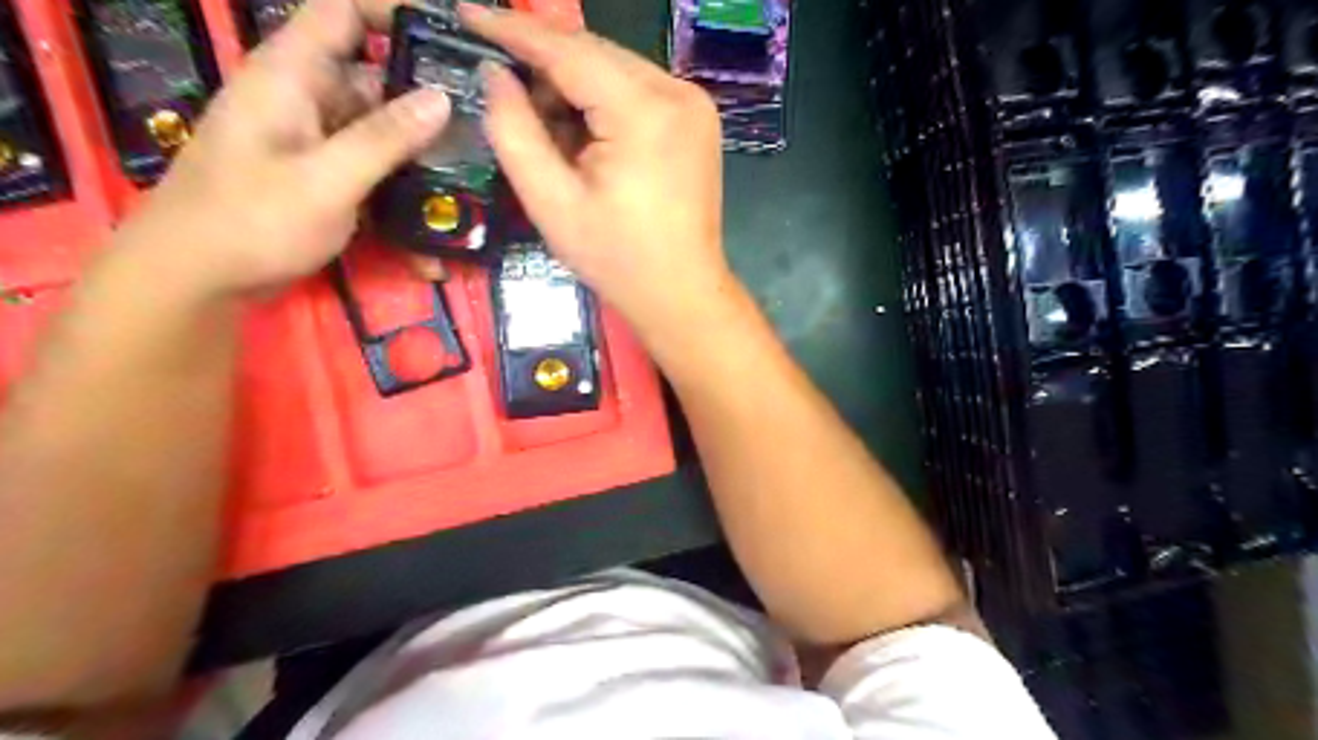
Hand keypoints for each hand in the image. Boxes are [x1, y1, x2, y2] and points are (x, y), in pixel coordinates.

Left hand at [106, 0, 447, 299]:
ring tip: (473, 179)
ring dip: (420, 158)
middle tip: (484, 130)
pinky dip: (400, 195)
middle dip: (427, 103)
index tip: (450, 39)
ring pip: (380, 133)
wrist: (196, 280)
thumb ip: (384, 138)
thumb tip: (441, 97)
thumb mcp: (326, 180)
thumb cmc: (252, 221)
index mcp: (292, 76)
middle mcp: (306, 100)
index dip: (392, 13)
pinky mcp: (324, 178)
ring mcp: (315, 142)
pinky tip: (432, 232)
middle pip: (375, 81)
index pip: (341, 13)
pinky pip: (371, 173)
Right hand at [466, 6, 731, 346]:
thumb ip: (514, 131)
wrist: (681, 292)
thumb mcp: (551, 202)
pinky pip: (638, 90)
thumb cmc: (616, 259)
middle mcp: (678, 93)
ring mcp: (694, 105)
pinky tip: (583, 131)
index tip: (467, 12)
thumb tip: (494, 74)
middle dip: (544, 62)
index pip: (568, 50)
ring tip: (544, 121)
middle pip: (595, 54)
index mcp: (644, 112)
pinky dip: (604, 100)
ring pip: (617, 69)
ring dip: (574, 85)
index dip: (514, 30)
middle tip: (499, 79)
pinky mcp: (698, 121)